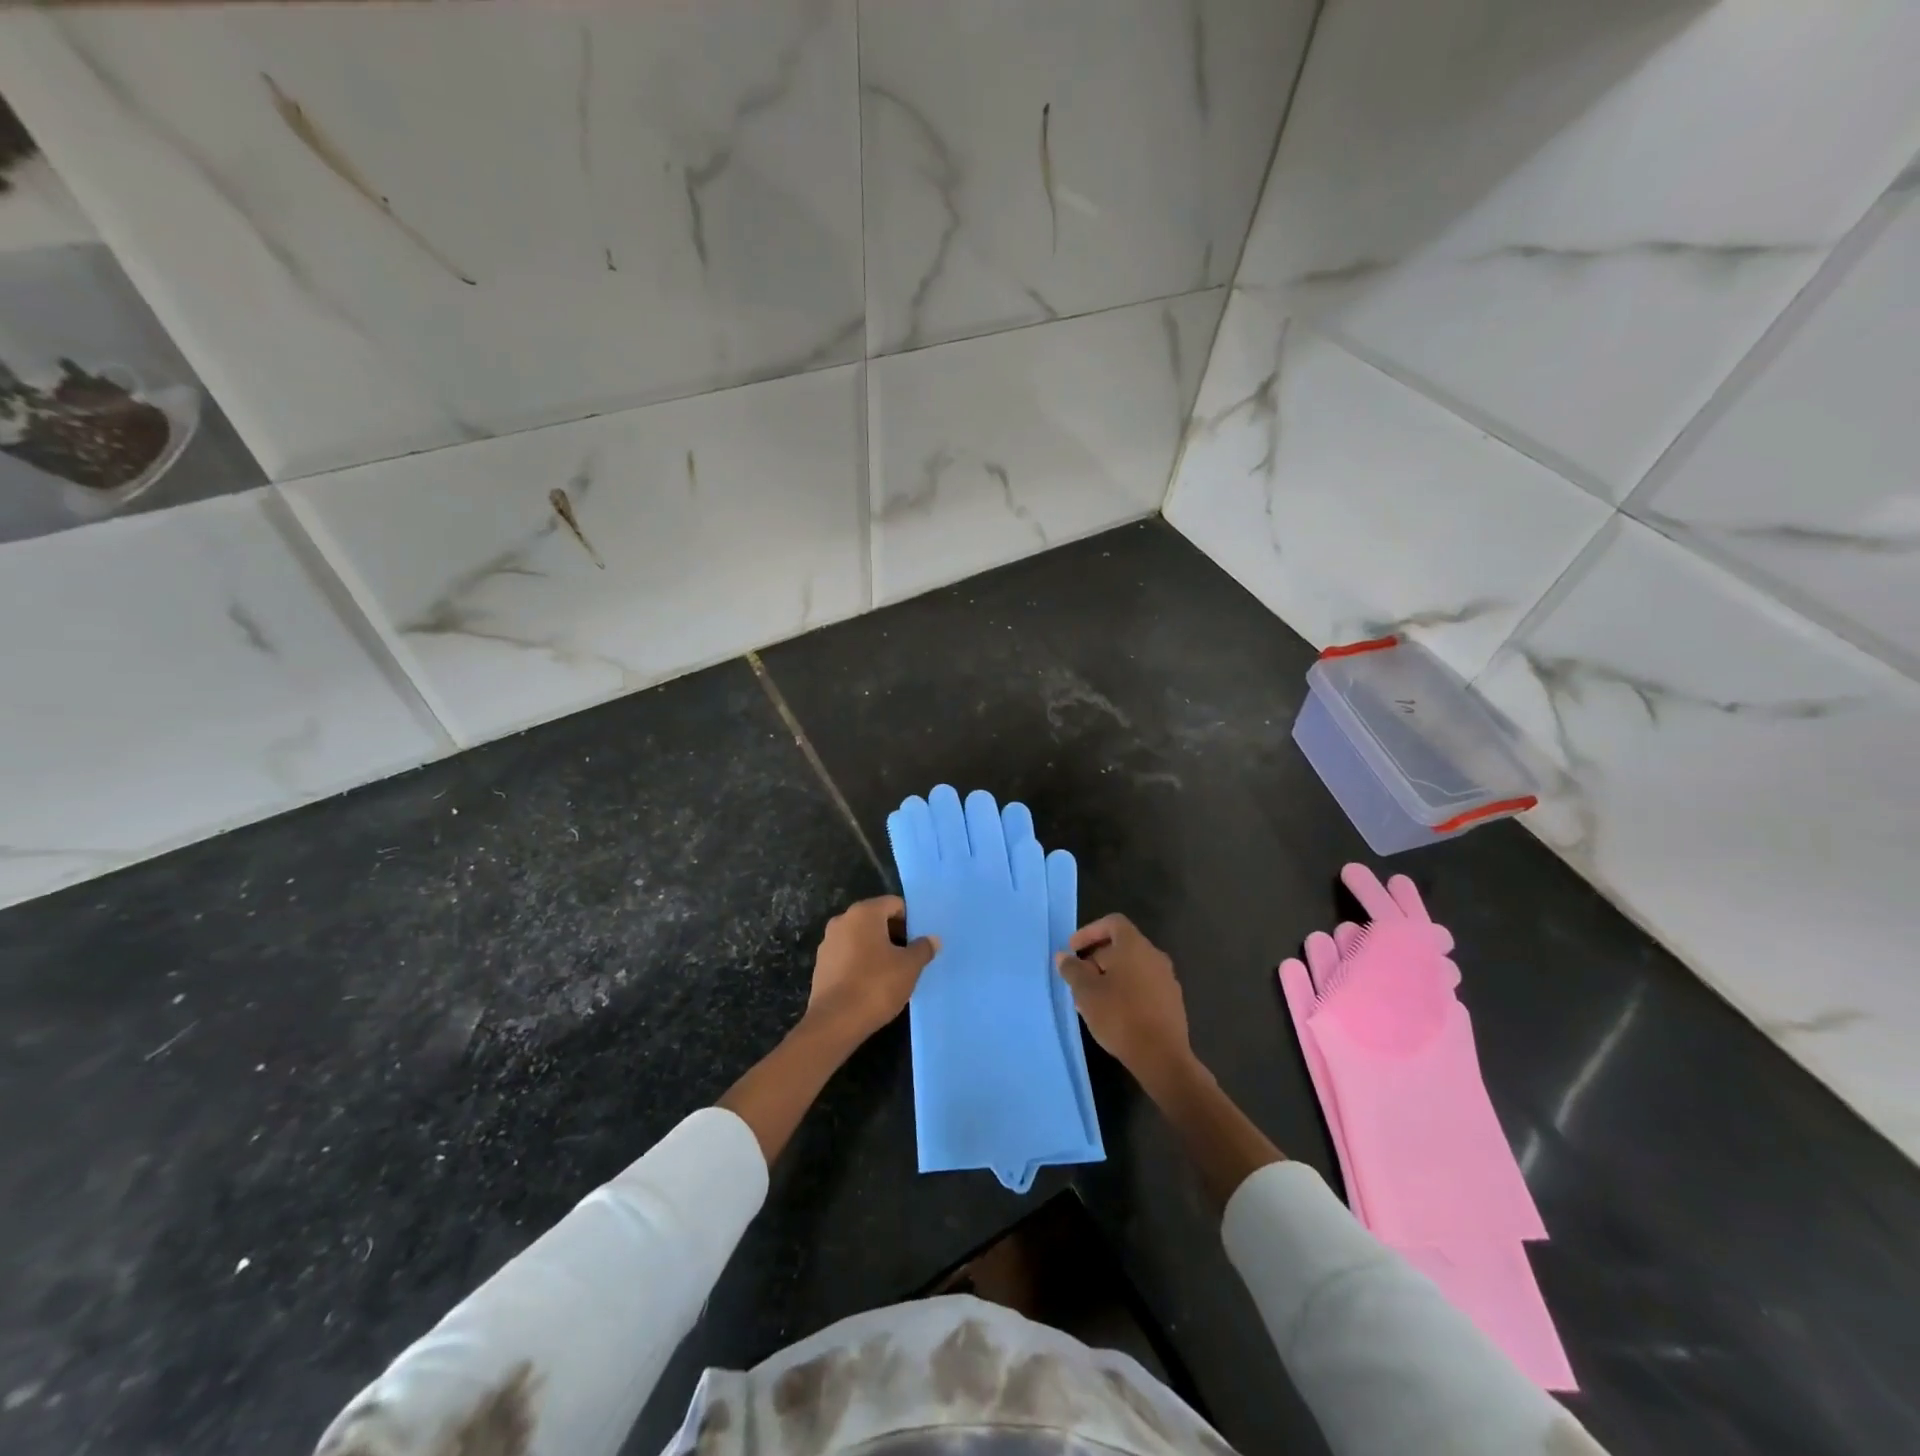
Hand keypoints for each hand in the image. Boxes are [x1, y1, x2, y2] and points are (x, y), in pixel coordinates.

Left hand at [803, 896, 938, 1046]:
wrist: (835, 1022)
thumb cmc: (876, 985)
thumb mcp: (909, 967)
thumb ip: (923, 948)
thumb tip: (932, 939)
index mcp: (864, 913)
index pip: (894, 904)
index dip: (910, 920)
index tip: (918, 941)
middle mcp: (842, 921)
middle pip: (875, 919)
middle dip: (894, 934)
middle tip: (909, 957)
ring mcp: (828, 943)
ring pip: (860, 938)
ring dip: (877, 949)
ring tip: (891, 973)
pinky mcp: (821, 965)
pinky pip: (847, 955)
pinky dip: (860, 962)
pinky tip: (871, 984)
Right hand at [1056, 915, 1192, 1084]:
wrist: (1162, 1057)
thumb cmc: (1120, 1016)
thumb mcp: (1086, 992)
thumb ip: (1072, 969)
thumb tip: (1064, 956)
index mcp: (1135, 946)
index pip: (1112, 922)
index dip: (1089, 931)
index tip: (1073, 949)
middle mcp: (1154, 956)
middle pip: (1122, 946)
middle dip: (1096, 959)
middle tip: (1078, 980)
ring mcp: (1167, 979)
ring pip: (1132, 968)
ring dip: (1110, 977)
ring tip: (1092, 1000)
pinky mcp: (1172, 1002)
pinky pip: (1144, 985)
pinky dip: (1126, 990)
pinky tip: (1113, 1014)